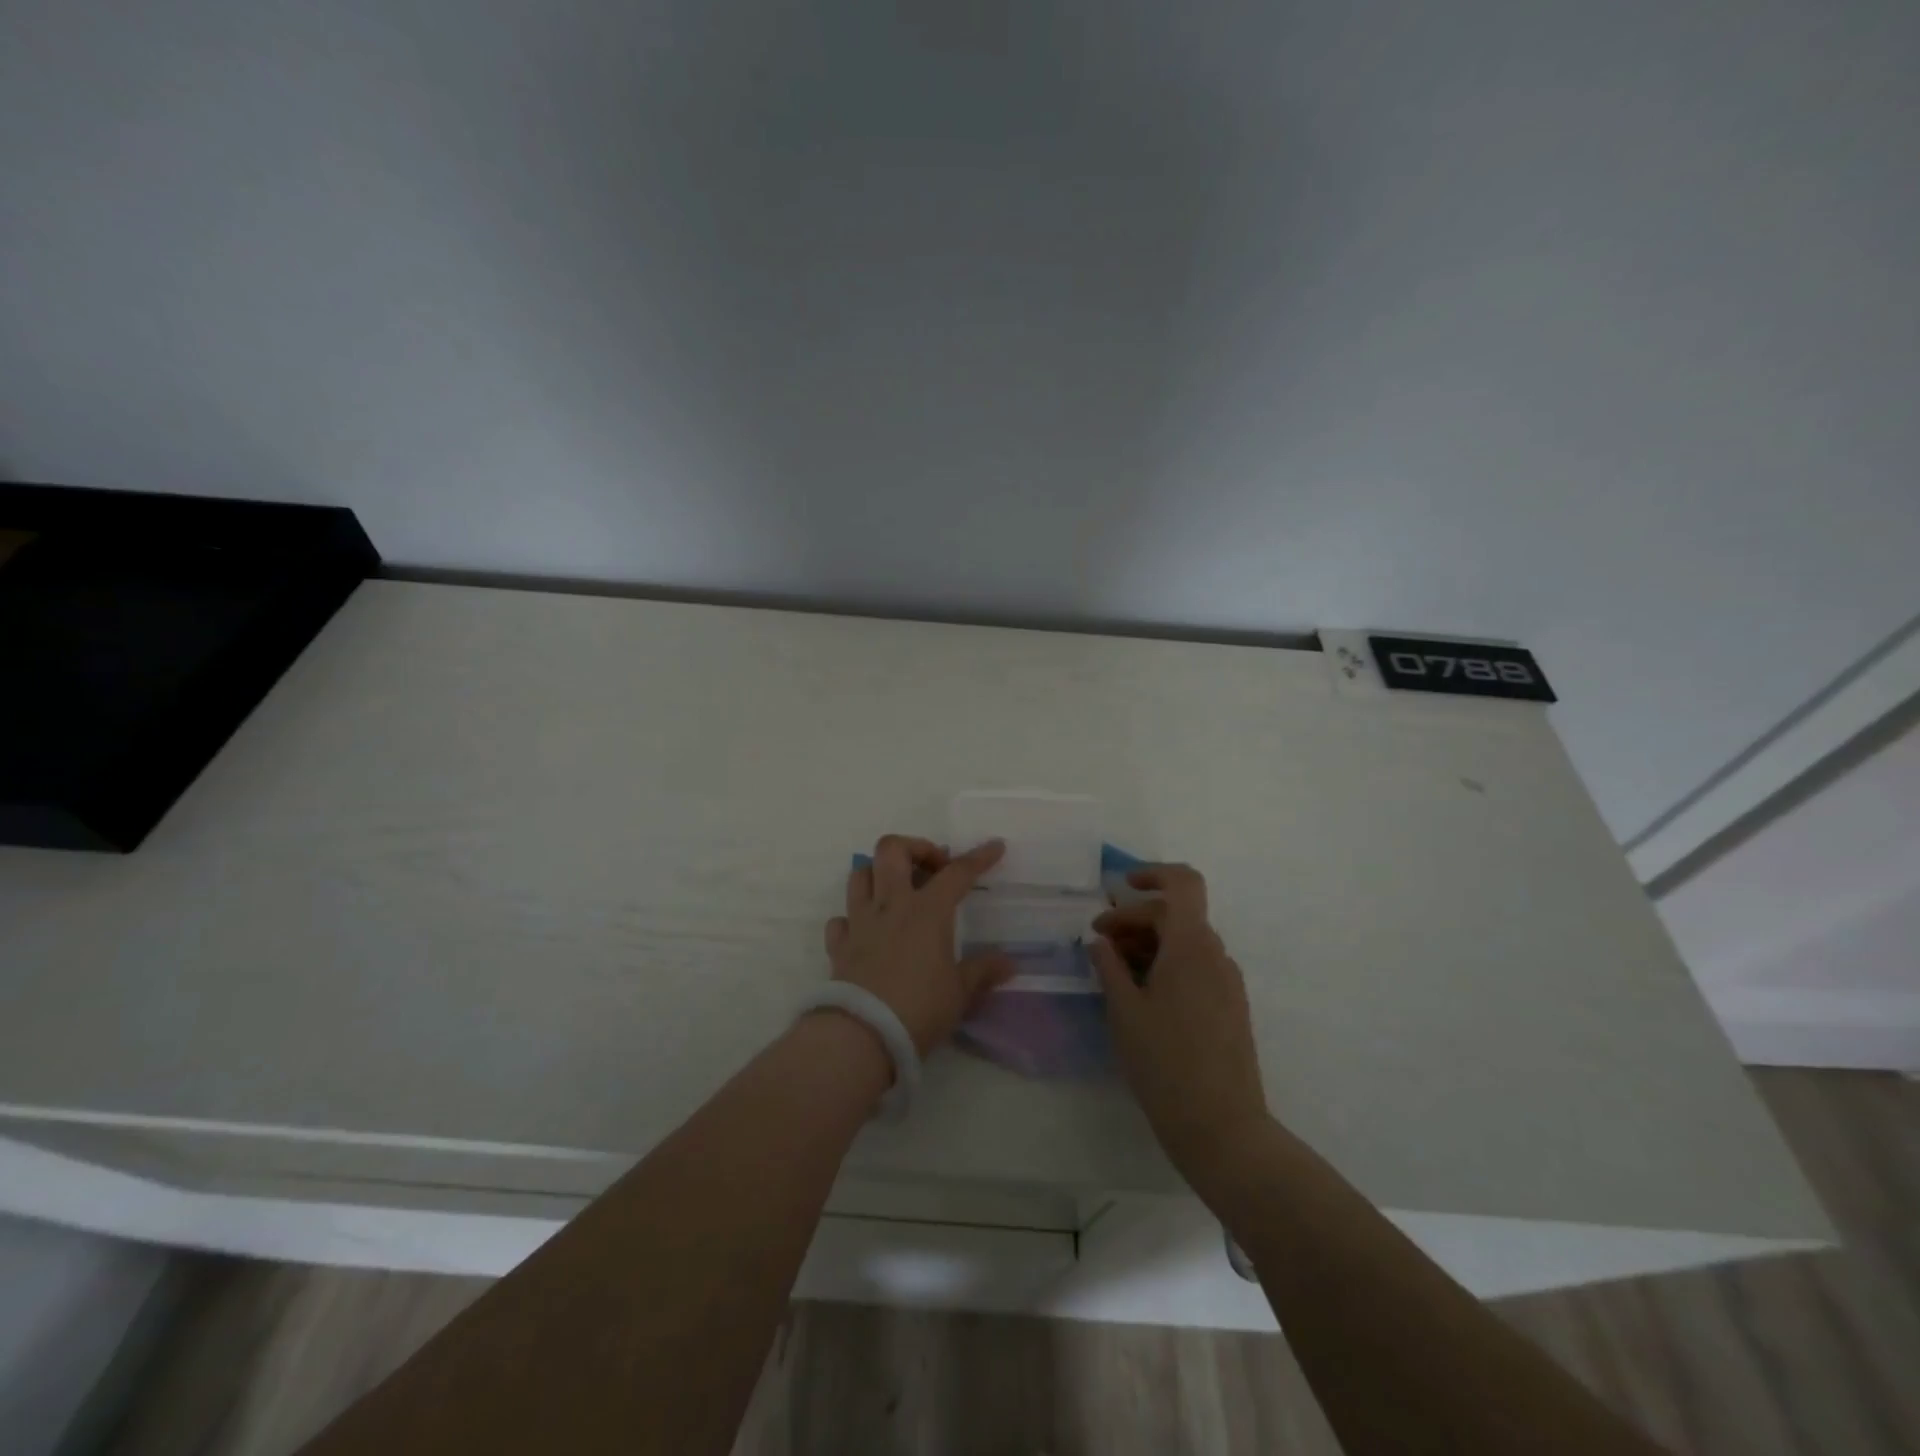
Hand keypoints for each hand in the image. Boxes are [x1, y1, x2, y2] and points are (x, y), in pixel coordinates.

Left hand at [825, 836, 1015, 1055]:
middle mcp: (891, 906)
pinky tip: (866, 930)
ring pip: (860, 874)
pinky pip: (841, 918)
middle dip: (915, 847)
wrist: (862, 1034)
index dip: (979, 857)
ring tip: (897, 889)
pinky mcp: (839, 945)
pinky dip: (853, 917)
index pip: (957, 873)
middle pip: (892, 850)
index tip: (995, 846)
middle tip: (933, 868)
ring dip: (878, 873)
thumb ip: (983, 972)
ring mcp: (860, 922)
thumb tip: (1009, 963)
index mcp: (927, 911)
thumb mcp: (960, 993)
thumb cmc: (920, 1009)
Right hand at [1089, 864, 1269, 1183]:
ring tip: (1114, 972)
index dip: (1153, 874)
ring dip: (1148, 943)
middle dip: (1134, 919)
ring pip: (1185, 942)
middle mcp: (1216, 955)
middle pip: (1176, 914)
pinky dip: (1166, 965)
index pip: (1183, 883)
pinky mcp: (1230, 1007)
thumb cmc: (1165, 1064)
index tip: (1120, 888)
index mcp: (1191, 946)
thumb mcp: (1124, 1011)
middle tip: (1098, 944)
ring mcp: (1227, 982)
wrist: (1223, 1128)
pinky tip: (1141, 995)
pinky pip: (1196, 967)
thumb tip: (1101, 941)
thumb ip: (1109, 966)